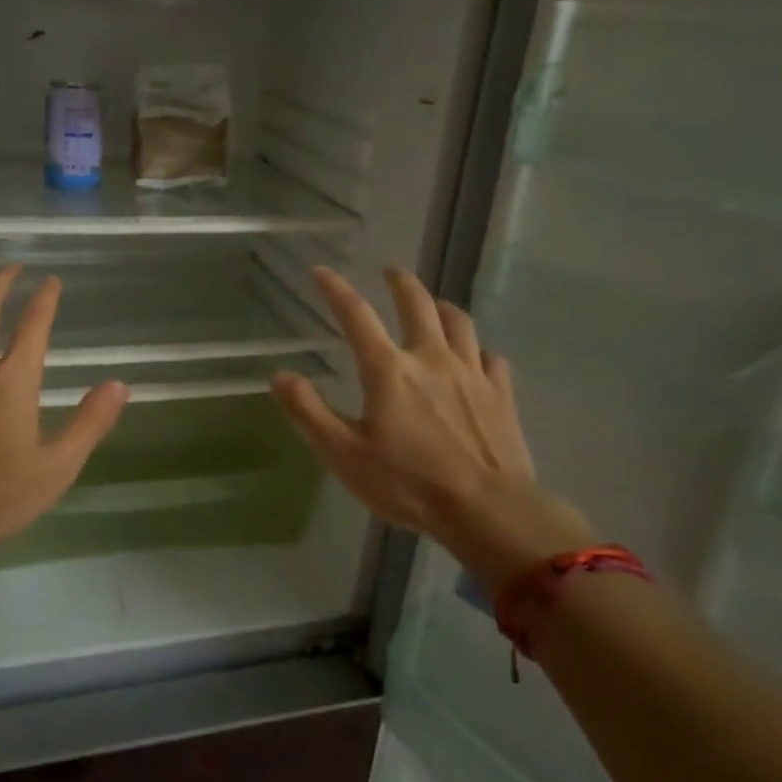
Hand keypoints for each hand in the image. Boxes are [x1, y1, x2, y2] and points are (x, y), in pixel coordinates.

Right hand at [271, 266, 591, 591]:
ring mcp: (472, 374)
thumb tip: (281, 376)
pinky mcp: (501, 395)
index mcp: (389, 370)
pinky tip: (477, 357)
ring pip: (460, 323)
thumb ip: (309, 412)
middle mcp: (432, 359)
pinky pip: (491, 359)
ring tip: (435, 304)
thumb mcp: (344, 454)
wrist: (489, 510)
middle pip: (418, 304)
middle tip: (391, 271)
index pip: (356, 316)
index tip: (321, 271)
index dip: (335, 290)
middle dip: (401, 283)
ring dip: (443, 307)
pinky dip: (479, 350)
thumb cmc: (409, 483)